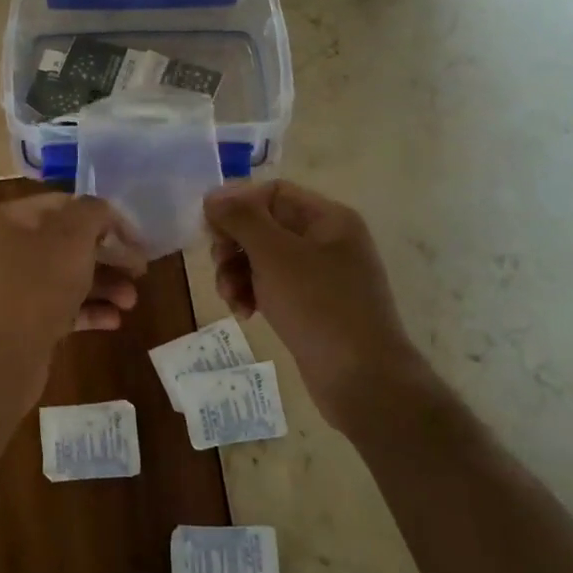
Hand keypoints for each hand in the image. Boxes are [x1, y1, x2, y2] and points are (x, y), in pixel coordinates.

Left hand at [0, 193, 147, 401]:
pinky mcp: (25, 321)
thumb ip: (93, 213)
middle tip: (140, 270)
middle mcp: (11, 248)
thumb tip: (102, 212)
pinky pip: (63, 308)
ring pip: (70, 277)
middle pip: (70, 242)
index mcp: (14, 218)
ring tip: (131, 301)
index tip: (136, 237)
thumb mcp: (72, 237)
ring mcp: (17, 287)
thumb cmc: (36, 286)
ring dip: (106, 285)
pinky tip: (115, 320)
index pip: (66, 204)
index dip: (104, 216)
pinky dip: (90, 311)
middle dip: (109, 255)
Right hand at [204, 180, 425, 425]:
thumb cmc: (319, 307)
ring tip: (230, 298)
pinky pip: (274, 286)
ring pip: (264, 258)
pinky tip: (245, 313)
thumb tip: (213, 195)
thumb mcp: (274, 255)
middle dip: (235, 244)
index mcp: (328, 218)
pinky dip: (254, 293)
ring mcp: (322, 275)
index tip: (209, 229)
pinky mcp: (314, 305)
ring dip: (238, 272)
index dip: (237, 205)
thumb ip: (241, 219)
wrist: (363, 379)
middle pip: (265, 225)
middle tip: (218, 264)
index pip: (272, 192)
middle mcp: (327, 240)